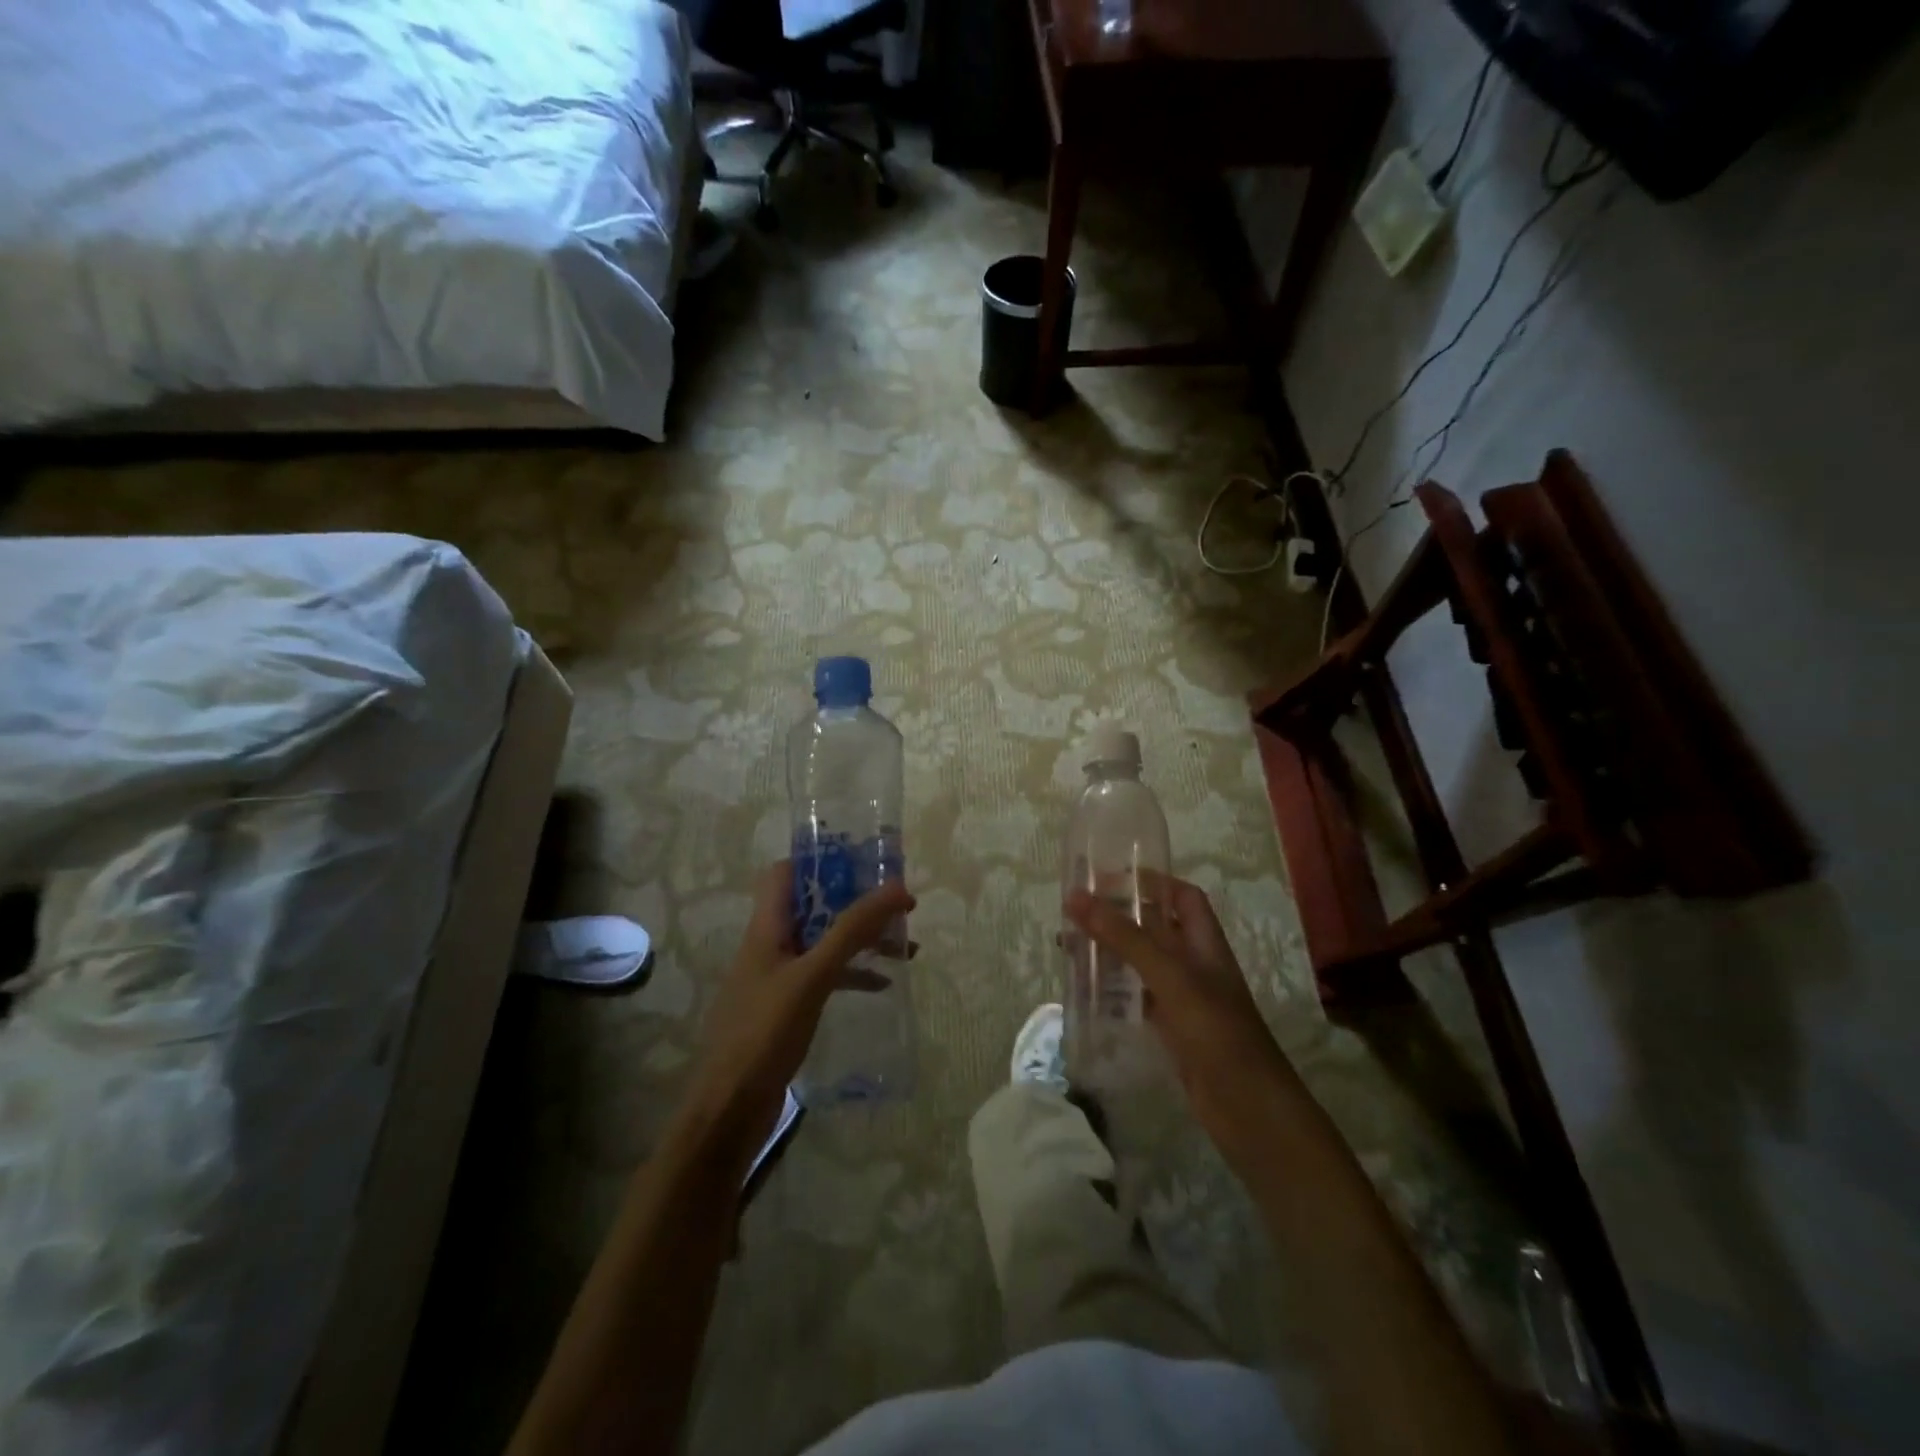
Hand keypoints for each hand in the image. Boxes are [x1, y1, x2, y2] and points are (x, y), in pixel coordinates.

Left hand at [674, 861, 914, 1172]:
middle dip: (855, 901)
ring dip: (861, 939)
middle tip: (898, 904)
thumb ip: (853, 931)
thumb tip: (896, 886)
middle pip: (814, 906)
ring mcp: (778, 976)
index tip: (865, 860)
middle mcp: (771, 944)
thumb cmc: (765, 1032)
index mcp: (767, 927)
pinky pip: (825, 976)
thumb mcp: (813, 976)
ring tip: (905, 946)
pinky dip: (854, 974)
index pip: (786, 872)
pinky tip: (883, 984)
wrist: (729, 1109)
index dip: (821, 859)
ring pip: (825, 942)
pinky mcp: (787, 1007)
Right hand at [1064, 876, 1294, 1163]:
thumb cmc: (1215, 1030)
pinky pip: (1137, 998)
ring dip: (1111, 952)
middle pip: (1156, 928)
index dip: (1153, 881)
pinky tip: (1087, 990)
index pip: (1183, 896)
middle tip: (1075, 911)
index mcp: (1204, 942)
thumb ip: (1124, 936)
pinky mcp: (1172, 1030)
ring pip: (1142, 963)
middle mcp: (1195, 964)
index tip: (1110, 876)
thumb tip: (1076, 897)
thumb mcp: (1169, 975)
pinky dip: (1114, 990)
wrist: (1248, 1109)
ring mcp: (1183, 999)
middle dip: (1119, 916)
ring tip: (1069, 946)